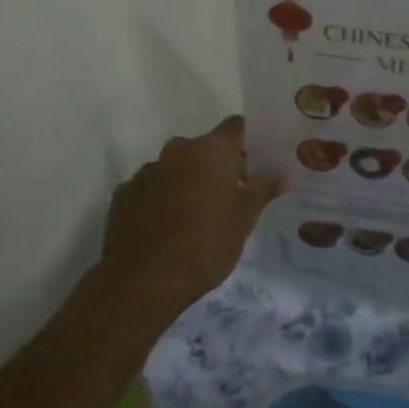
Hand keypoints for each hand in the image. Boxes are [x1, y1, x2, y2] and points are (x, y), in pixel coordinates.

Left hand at [98, 116, 282, 323]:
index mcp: (211, 151)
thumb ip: (263, 190)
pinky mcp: (124, 193)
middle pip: (205, 148)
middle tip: (230, 198)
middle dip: (217, 166)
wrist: (143, 281)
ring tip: (195, 218)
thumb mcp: (244, 220)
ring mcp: (147, 171)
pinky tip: (166, 228)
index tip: (256, 163)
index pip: (235, 126)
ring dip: (188, 182)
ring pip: (176, 167)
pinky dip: (162, 198)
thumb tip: (284, 174)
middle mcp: (177, 150)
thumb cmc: (205, 245)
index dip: (247, 141)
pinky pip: (152, 187)